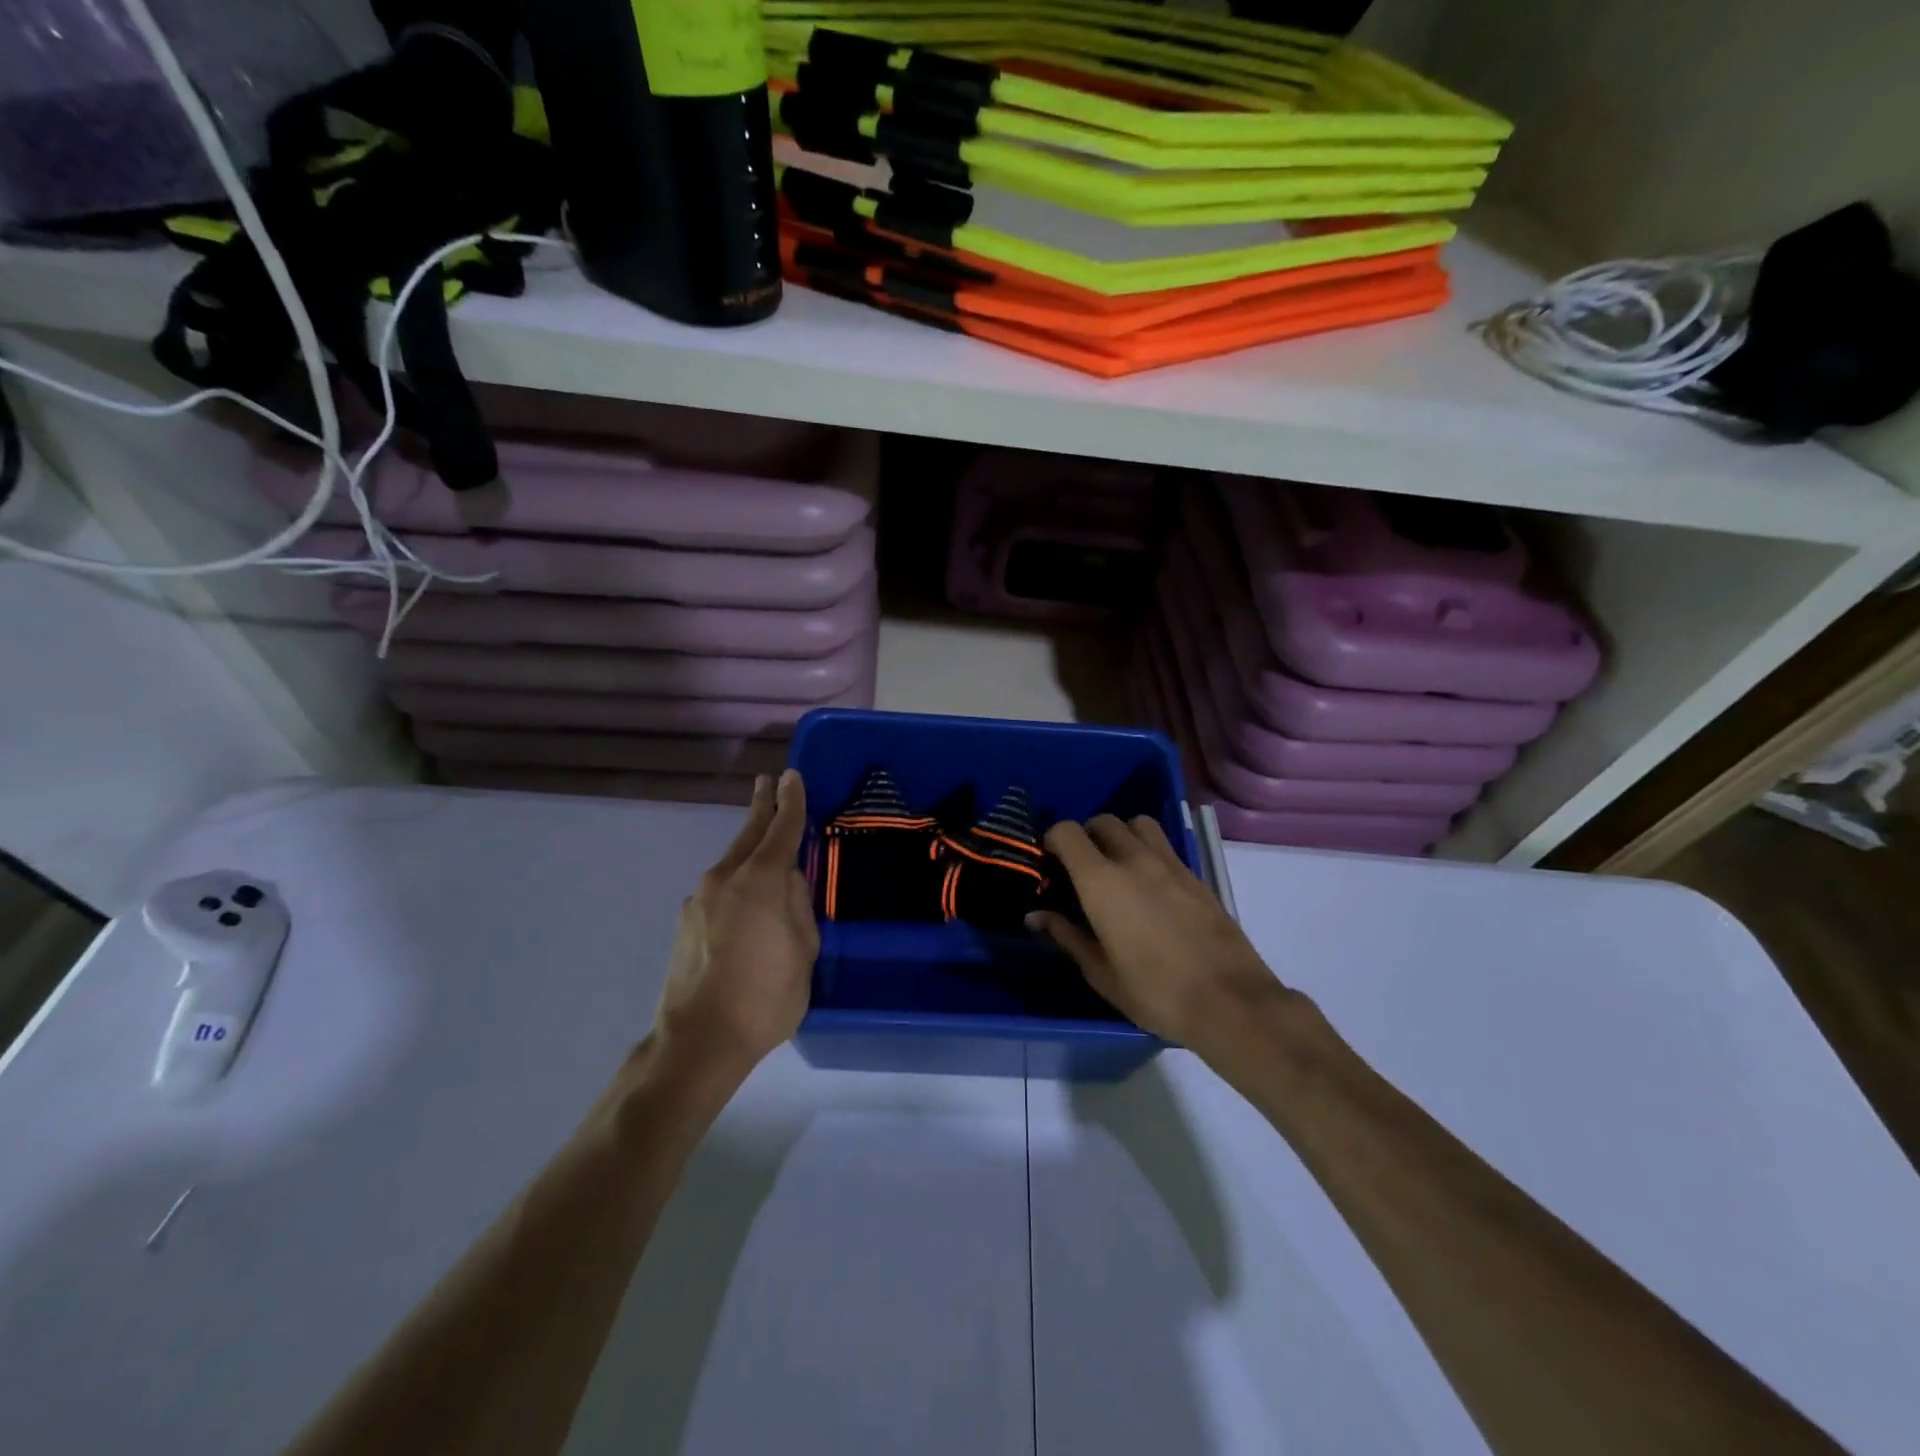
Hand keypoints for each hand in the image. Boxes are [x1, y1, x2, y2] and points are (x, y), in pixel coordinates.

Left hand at [654, 770, 818, 1073]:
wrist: (699, 1039)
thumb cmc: (766, 994)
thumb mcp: (804, 949)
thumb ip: (798, 905)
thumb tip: (788, 882)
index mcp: (760, 879)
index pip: (781, 828)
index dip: (790, 801)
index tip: (792, 776)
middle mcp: (724, 878)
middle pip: (748, 834)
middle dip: (761, 808)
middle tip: (767, 783)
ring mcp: (699, 900)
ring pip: (731, 863)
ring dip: (748, 849)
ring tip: (764, 847)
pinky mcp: (685, 923)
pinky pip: (719, 891)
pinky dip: (735, 884)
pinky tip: (744, 905)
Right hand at [1029, 814, 1287, 1054]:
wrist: (1229, 1001)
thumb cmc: (1154, 992)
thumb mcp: (1100, 972)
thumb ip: (1065, 935)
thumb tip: (1035, 916)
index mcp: (1101, 881)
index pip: (1067, 832)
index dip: (1052, 841)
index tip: (1049, 865)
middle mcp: (1134, 859)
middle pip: (1103, 822)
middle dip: (1085, 837)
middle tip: (1081, 870)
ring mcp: (1169, 863)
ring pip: (1138, 824)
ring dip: (1121, 835)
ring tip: (1117, 867)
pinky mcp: (1195, 875)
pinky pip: (1164, 845)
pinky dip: (1148, 851)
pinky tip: (1149, 887)